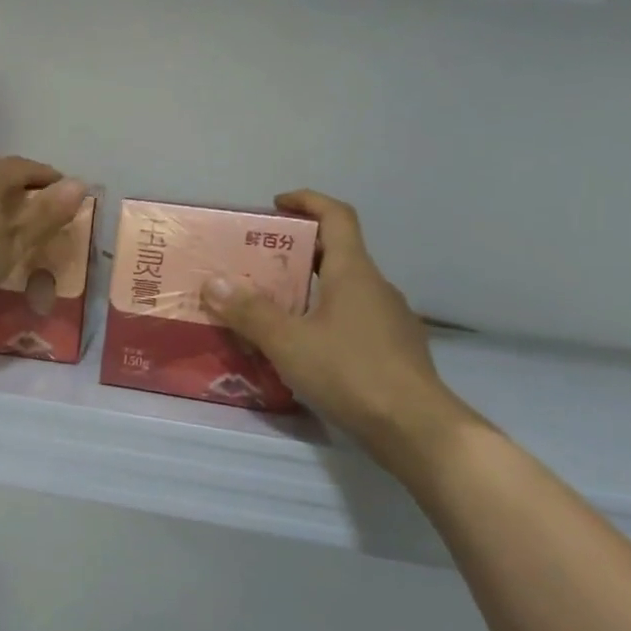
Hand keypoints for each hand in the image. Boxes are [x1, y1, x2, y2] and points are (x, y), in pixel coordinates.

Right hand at [200, 191, 479, 472]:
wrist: (416, 429)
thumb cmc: (351, 372)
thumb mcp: (288, 342)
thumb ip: (249, 312)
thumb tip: (214, 283)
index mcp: (354, 272)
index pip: (336, 216)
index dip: (307, 202)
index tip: (276, 204)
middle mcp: (376, 287)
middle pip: (337, 253)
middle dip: (297, 250)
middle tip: (258, 262)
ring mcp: (390, 320)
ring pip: (344, 290)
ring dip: (309, 289)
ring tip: (272, 308)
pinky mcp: (394, 350)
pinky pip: (353, 320)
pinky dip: (325, 319)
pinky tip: (304, 348)